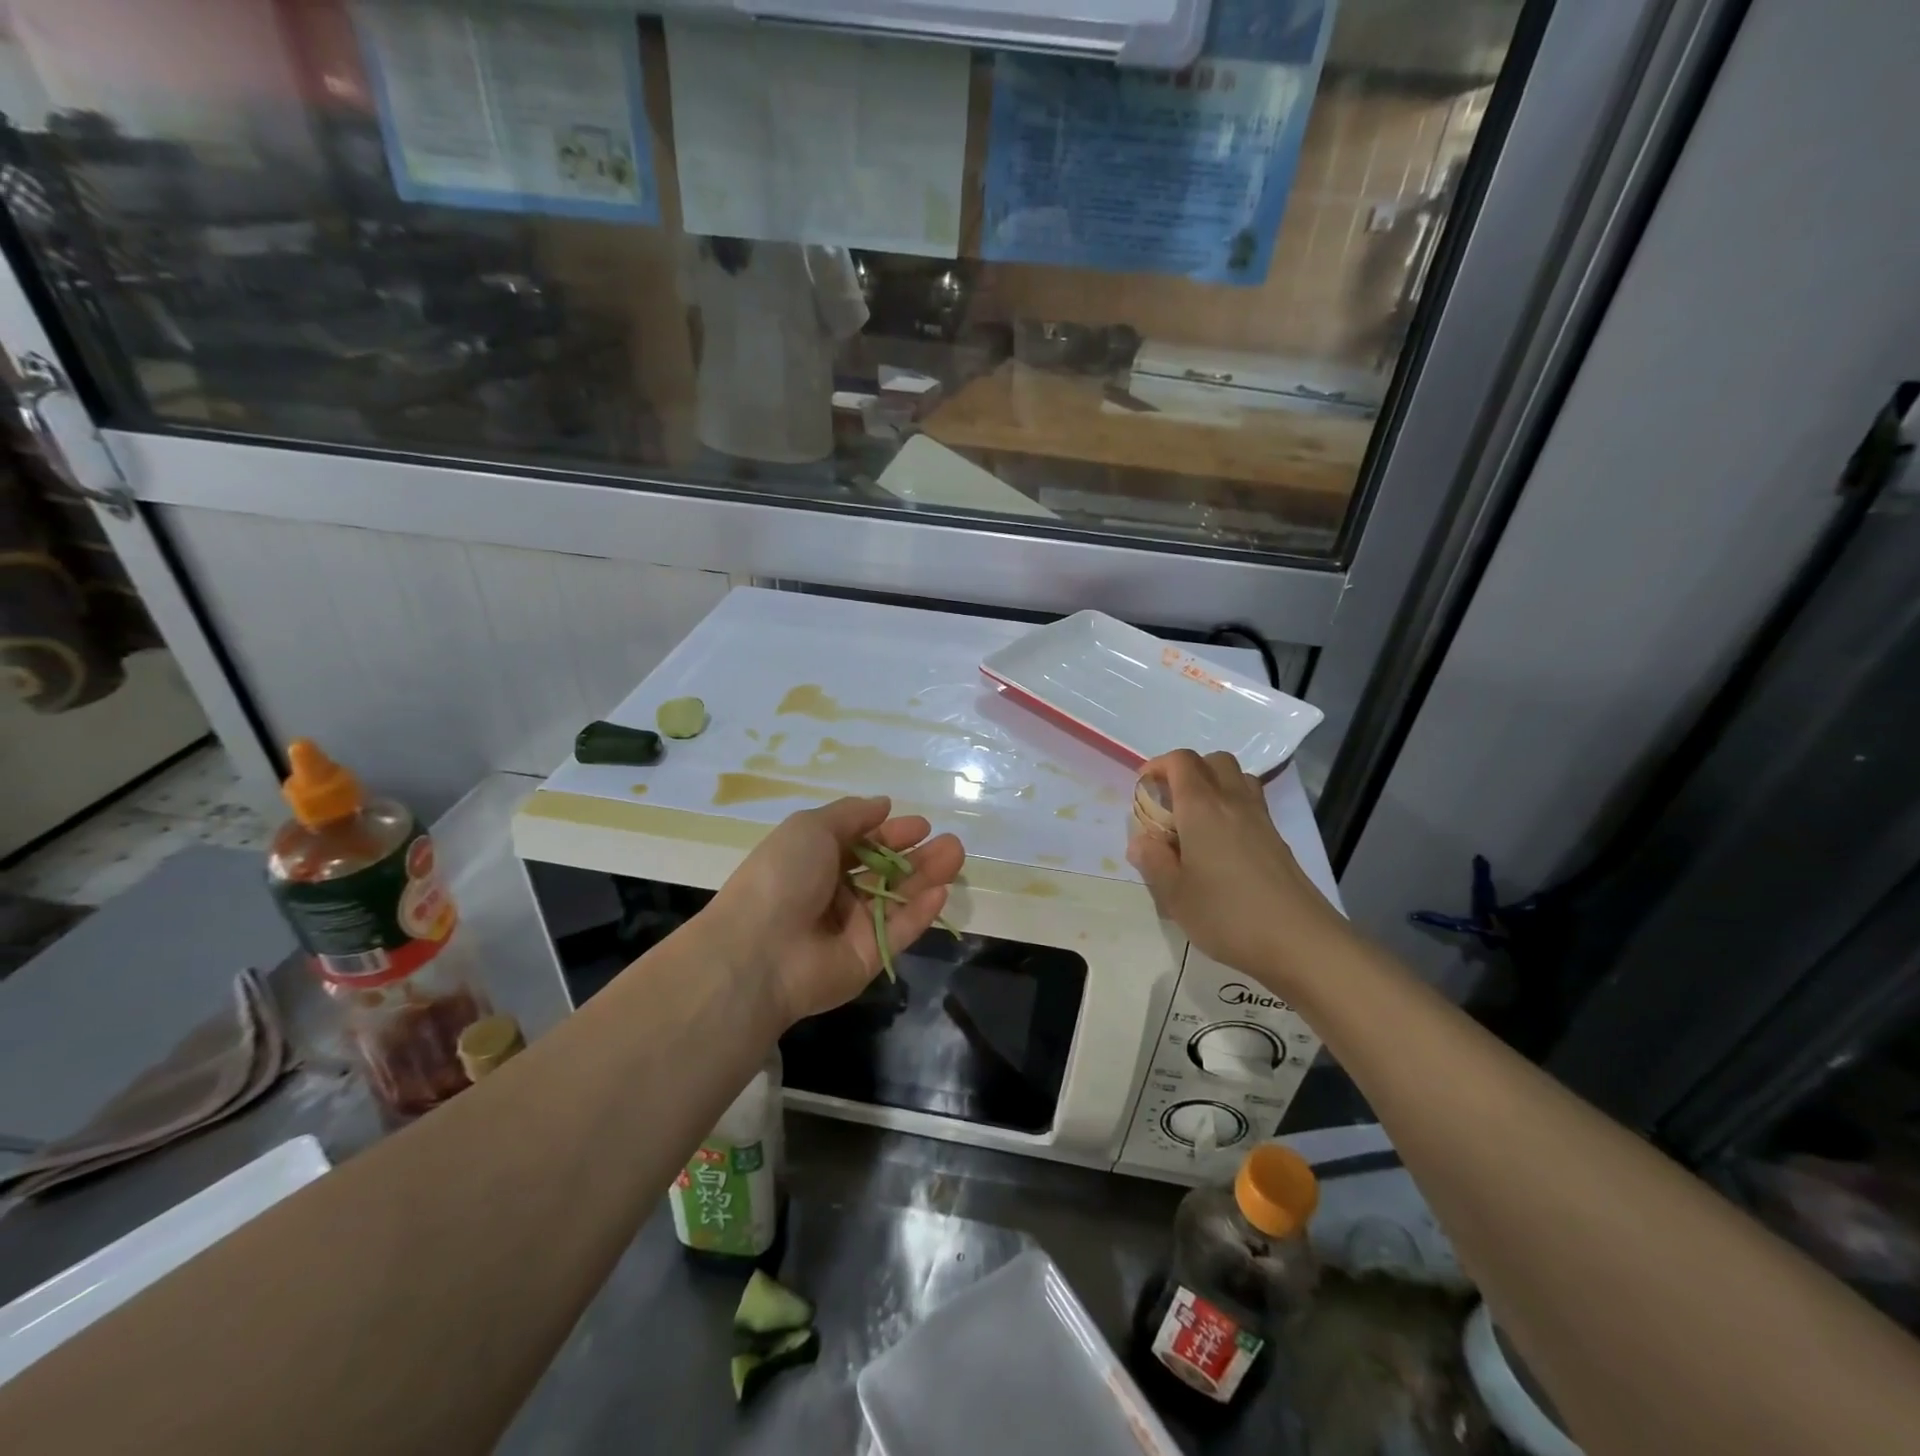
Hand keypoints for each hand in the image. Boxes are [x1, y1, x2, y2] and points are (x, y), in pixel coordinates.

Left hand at [706, 796, 964, 1026]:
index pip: (862, 844)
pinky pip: (899, 930)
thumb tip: (883, 804)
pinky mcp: (868, 956)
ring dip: (927, 877)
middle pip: (885, 872)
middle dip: (918, 855)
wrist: (760, 950)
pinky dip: (920, 912)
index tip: (922, 825)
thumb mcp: (811, 828)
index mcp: (815, 861)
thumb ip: (851, 815)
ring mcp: (851, 927)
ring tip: (956, 856)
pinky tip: (941, 891)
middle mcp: (834, 893)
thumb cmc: (782, 876)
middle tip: (951, 842)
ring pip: (898, 898)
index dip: (891, 833)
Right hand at [1126, 750, 1344, 989]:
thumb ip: (1152, 861)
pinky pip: (1251, 804)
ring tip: (1196, 819)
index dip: (1158, 766)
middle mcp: (1233, 802)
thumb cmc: (1227, 915)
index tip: (1143, 790)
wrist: (1300, 942)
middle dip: (1187, 771)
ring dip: (1213, 785)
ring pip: (1237, 778)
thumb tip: (1141, 840)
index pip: (1181, 761)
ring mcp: (1261, 820)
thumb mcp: (1174, 894)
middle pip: (1213, 761)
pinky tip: (1221, 846)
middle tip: (1170, 803)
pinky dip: (1232, 808)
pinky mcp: (1277, 840)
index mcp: (1202, 808)